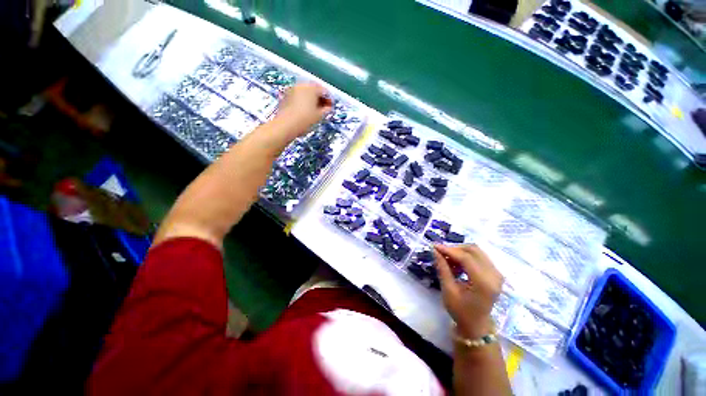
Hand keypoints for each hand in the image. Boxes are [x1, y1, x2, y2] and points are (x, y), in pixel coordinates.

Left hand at [274, 82, 332, 136]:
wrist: (284, 126)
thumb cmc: (304, 120)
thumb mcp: (319, 115)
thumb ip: (326, 109)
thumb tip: (327, 107)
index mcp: (312, 87)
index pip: (325, 91)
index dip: (329, 100)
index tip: (330, 108)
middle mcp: (302, 85)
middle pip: (314, 89)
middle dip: (319, 98)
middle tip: (322, 109)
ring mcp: (292, 89)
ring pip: (304, 92)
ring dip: (310, 99)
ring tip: (312, 110)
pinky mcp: (285, 96)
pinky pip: (297, 96)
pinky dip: (301, 101)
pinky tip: (302, 110)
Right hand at [433, 244, 503, 338]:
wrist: (476, 324)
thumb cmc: (460, 312)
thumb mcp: (449, 293)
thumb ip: (444, 270)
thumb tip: (436, 251)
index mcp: (483, 282)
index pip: (467, 258)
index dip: (450, 250)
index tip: (435, 246)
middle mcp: (494, 274)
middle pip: (475, 251)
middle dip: (456, 249)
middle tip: (441, 252)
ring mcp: (497, 273)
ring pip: (479, 252)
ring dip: (462, 253)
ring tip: (448, 260)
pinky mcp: (497, 273)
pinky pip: (482, 258)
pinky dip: (469, 258)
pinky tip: (459, 265)